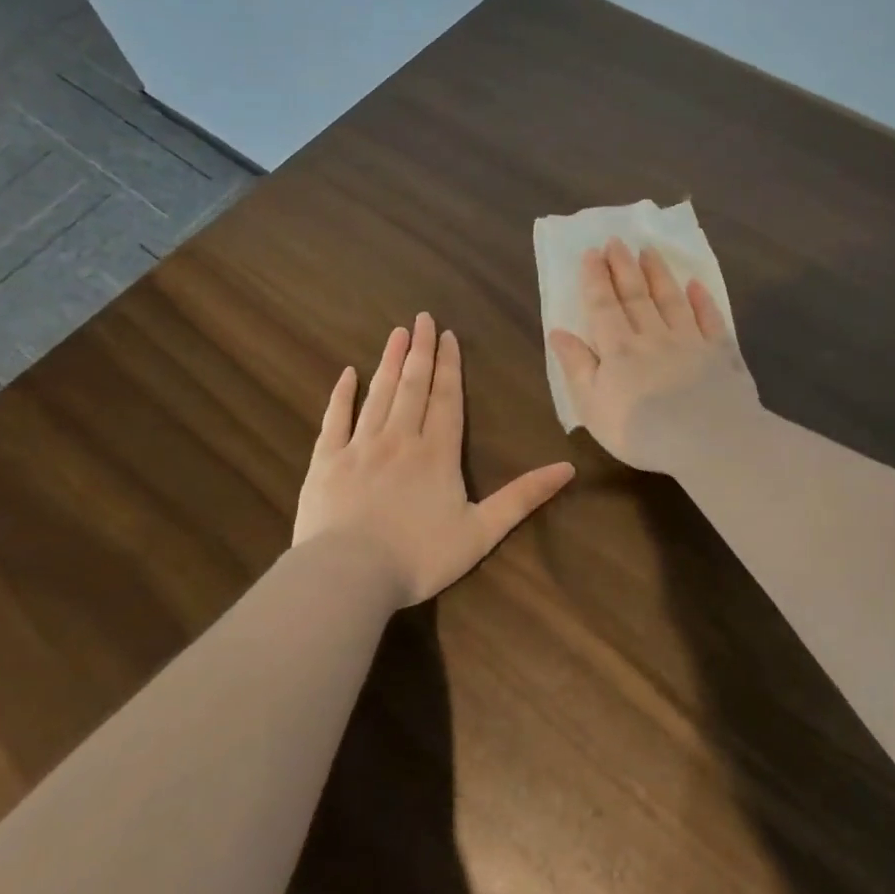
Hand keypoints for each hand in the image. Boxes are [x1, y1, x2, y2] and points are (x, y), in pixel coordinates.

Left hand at [293, 313, 575, 605]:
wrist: (350, 574)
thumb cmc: (420, 557)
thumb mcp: (482, 532)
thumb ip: (523, 497)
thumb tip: (568, 468)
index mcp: (437, 453)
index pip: (446, 399)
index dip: (449, 366)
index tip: (447, 336)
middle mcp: (400, 439)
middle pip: (413, 386)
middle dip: (420, 351)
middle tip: (422, 318)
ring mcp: (360, 446)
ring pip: (378, 394)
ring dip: (389, 362)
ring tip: (396, 333)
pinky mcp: (326, 461)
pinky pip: (335, 419)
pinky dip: (341, 394)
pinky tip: (347, 374)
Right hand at [548, 238, 760, 472]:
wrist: (708, 441)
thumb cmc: (640, 431)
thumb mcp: (592, 405)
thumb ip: (577, 366)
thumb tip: (558, 332)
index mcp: (619, 349)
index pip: (603, 306)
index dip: (595, 279)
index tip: (592, 252)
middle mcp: (653, 336)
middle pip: (636, 296)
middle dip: (623, 267)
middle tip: (616, 241)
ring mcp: (690, 342)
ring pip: (671, 300)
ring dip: (658, 274)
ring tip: (648, 250)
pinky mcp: (721, 354)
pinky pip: (711, 320)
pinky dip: (703, 301)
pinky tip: (697, 285)